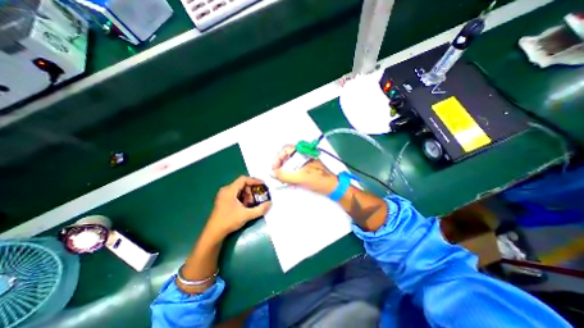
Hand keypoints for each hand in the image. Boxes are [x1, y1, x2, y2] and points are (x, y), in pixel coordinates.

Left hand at [205, 176, 270, 237]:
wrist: (214, 233)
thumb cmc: (229, 221)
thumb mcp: (246, 215)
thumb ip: (260, 209)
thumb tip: (270, 203)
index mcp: (229, 190)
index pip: (243, 179)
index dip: (254, 181)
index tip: (263, 185)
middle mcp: (226, 190)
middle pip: (242, 184)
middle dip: (251, 190)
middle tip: (256, 198)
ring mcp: (224, 195)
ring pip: (239, 189)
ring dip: (247, 195)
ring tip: (251, 204)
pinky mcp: (224, 200)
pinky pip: (236, 194)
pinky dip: (243, 198)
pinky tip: (245, 206)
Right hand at [272, 145, 338, 195]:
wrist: (332, 187)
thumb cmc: (318, 180)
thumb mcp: (300, 178)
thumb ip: (285, 175)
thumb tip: (274, 173)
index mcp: (303, 153)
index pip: (285, 150)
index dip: (278, 158)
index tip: (275, 168)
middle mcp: (303, 155)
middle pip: (287, 156)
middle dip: (280, 165)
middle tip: (277, 175)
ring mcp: (305, 162)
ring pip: (290, 164)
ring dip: (285, 171)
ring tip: (283, 180)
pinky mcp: (306, 168)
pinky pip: (295, 169)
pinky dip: (290, 175)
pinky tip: (290, 182)